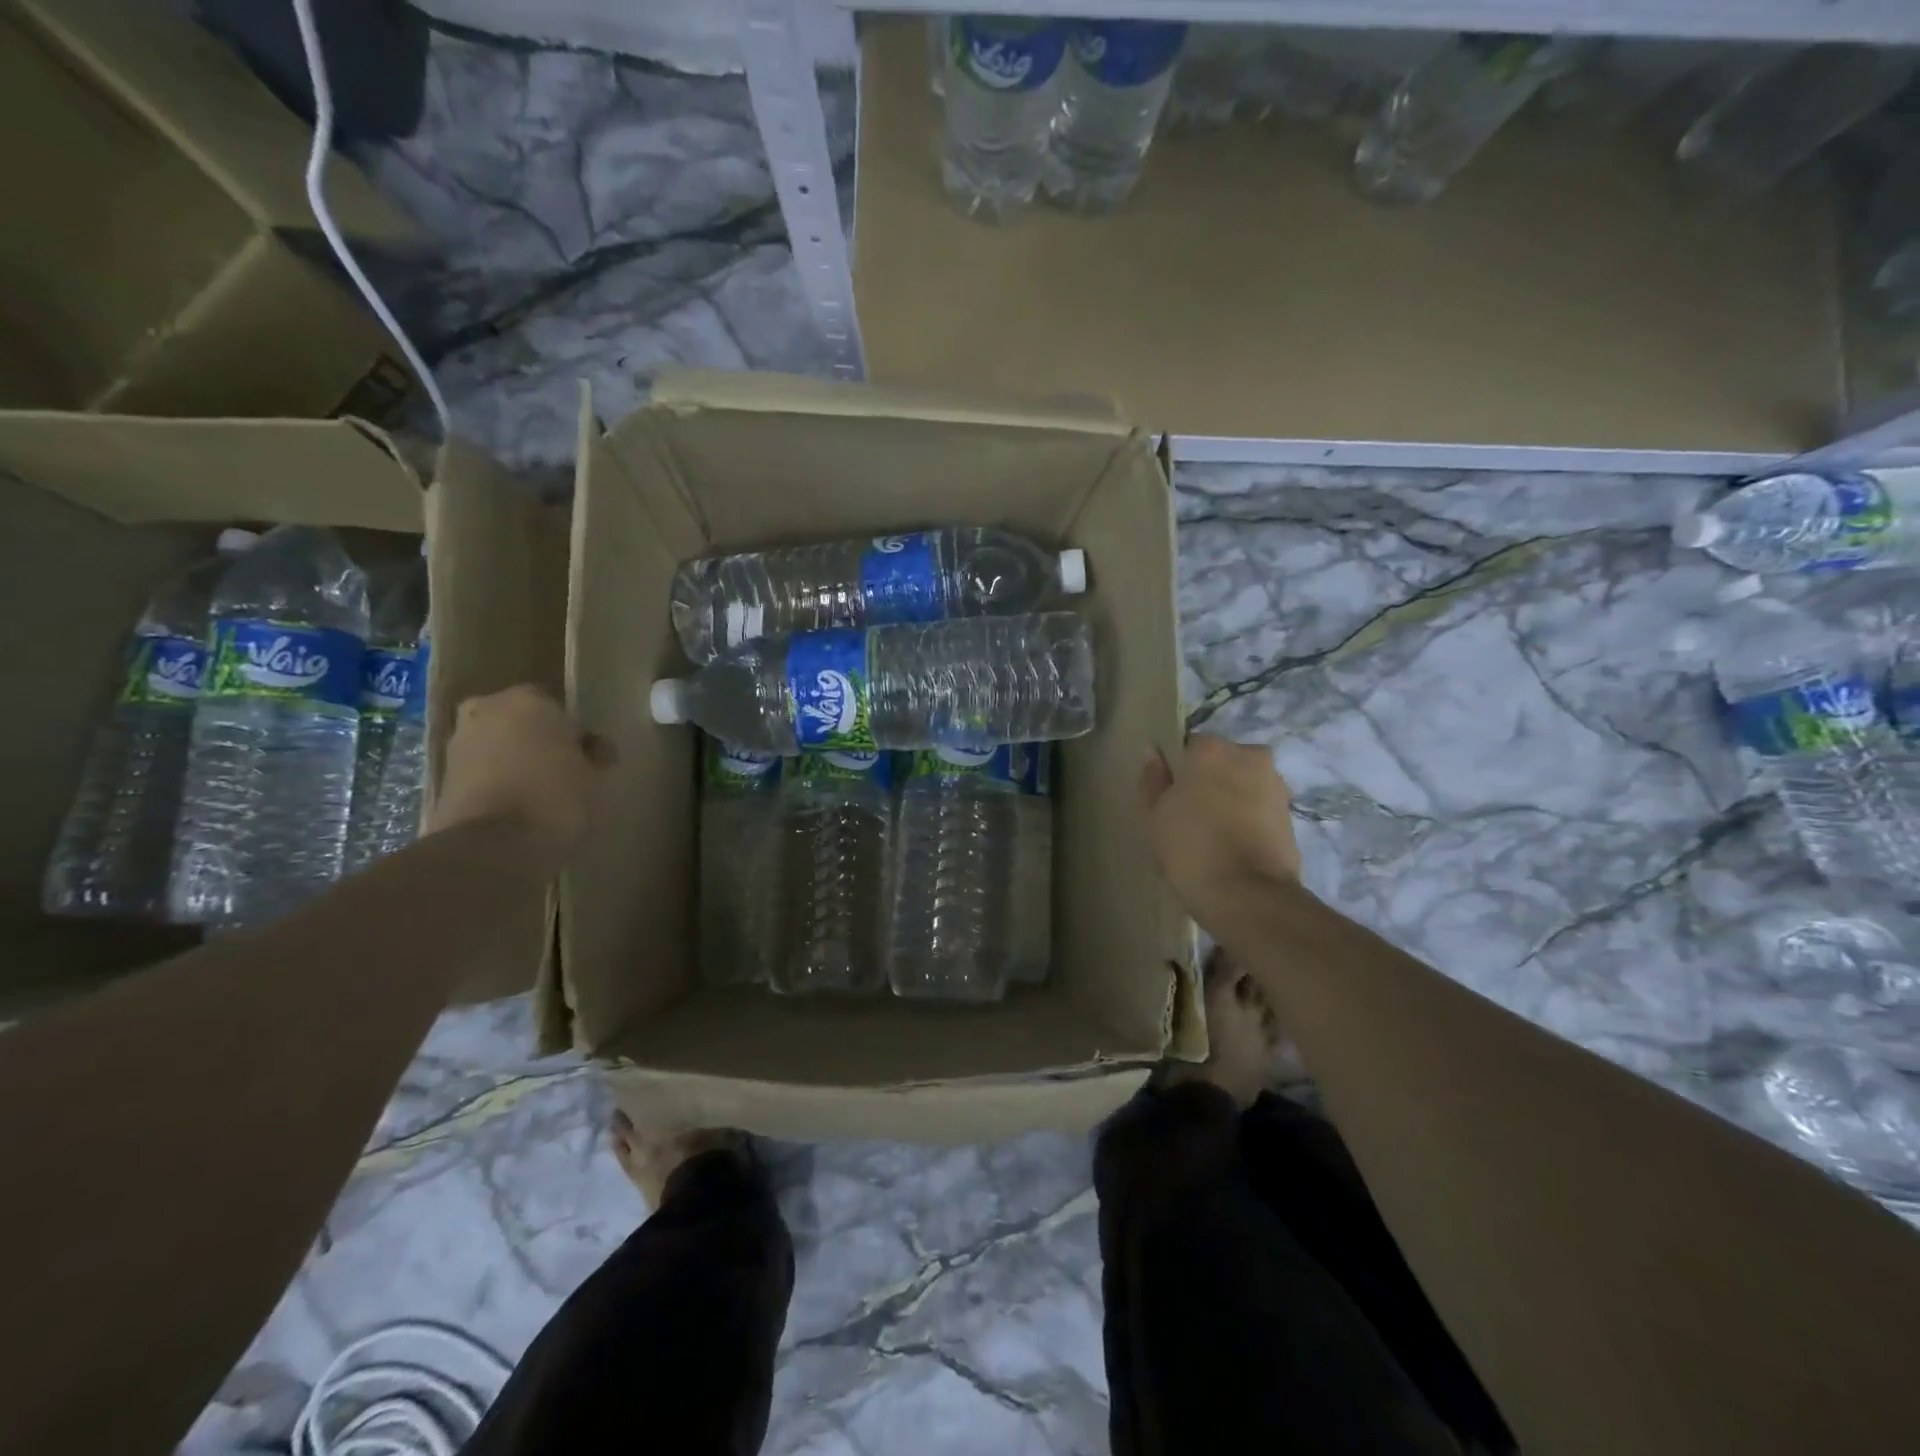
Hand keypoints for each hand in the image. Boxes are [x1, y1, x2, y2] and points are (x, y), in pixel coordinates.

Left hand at [429, 685, 612, 860]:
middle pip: (523, 723)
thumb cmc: (557, 799)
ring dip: (515, 761)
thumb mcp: (598, 778)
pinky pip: (482, 771)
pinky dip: (497, 782)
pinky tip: (517, 807)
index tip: (588, 759)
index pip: (560, 709)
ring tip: (540, 794)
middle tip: (563, 772)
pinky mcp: (442, 776)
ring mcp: (459, 742)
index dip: (576, 735)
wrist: (492, 847)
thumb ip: (597, 755)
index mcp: (529, 700)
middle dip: (539, 742)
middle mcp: (487, 710)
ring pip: (499, 746)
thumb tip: (593, 747)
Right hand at [1140, 735, 1301, 929]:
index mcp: (1211, 749)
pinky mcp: (1291, 812)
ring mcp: (1275, 783)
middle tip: (1193, 815)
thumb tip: (1153, 754)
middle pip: (1222, 761)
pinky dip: (1249, 817)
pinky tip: (1235, 844)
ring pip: (1244, 782)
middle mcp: (1249, 755)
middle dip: (1210, 780)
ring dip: (1232, 798)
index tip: (1172, 797)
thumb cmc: (1190, 847)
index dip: (1179, 772)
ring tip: (1215, 833)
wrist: (1247, 894)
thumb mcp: (1154, 815)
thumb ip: (1152, 779)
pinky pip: (1260, 805)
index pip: (1189, 747)